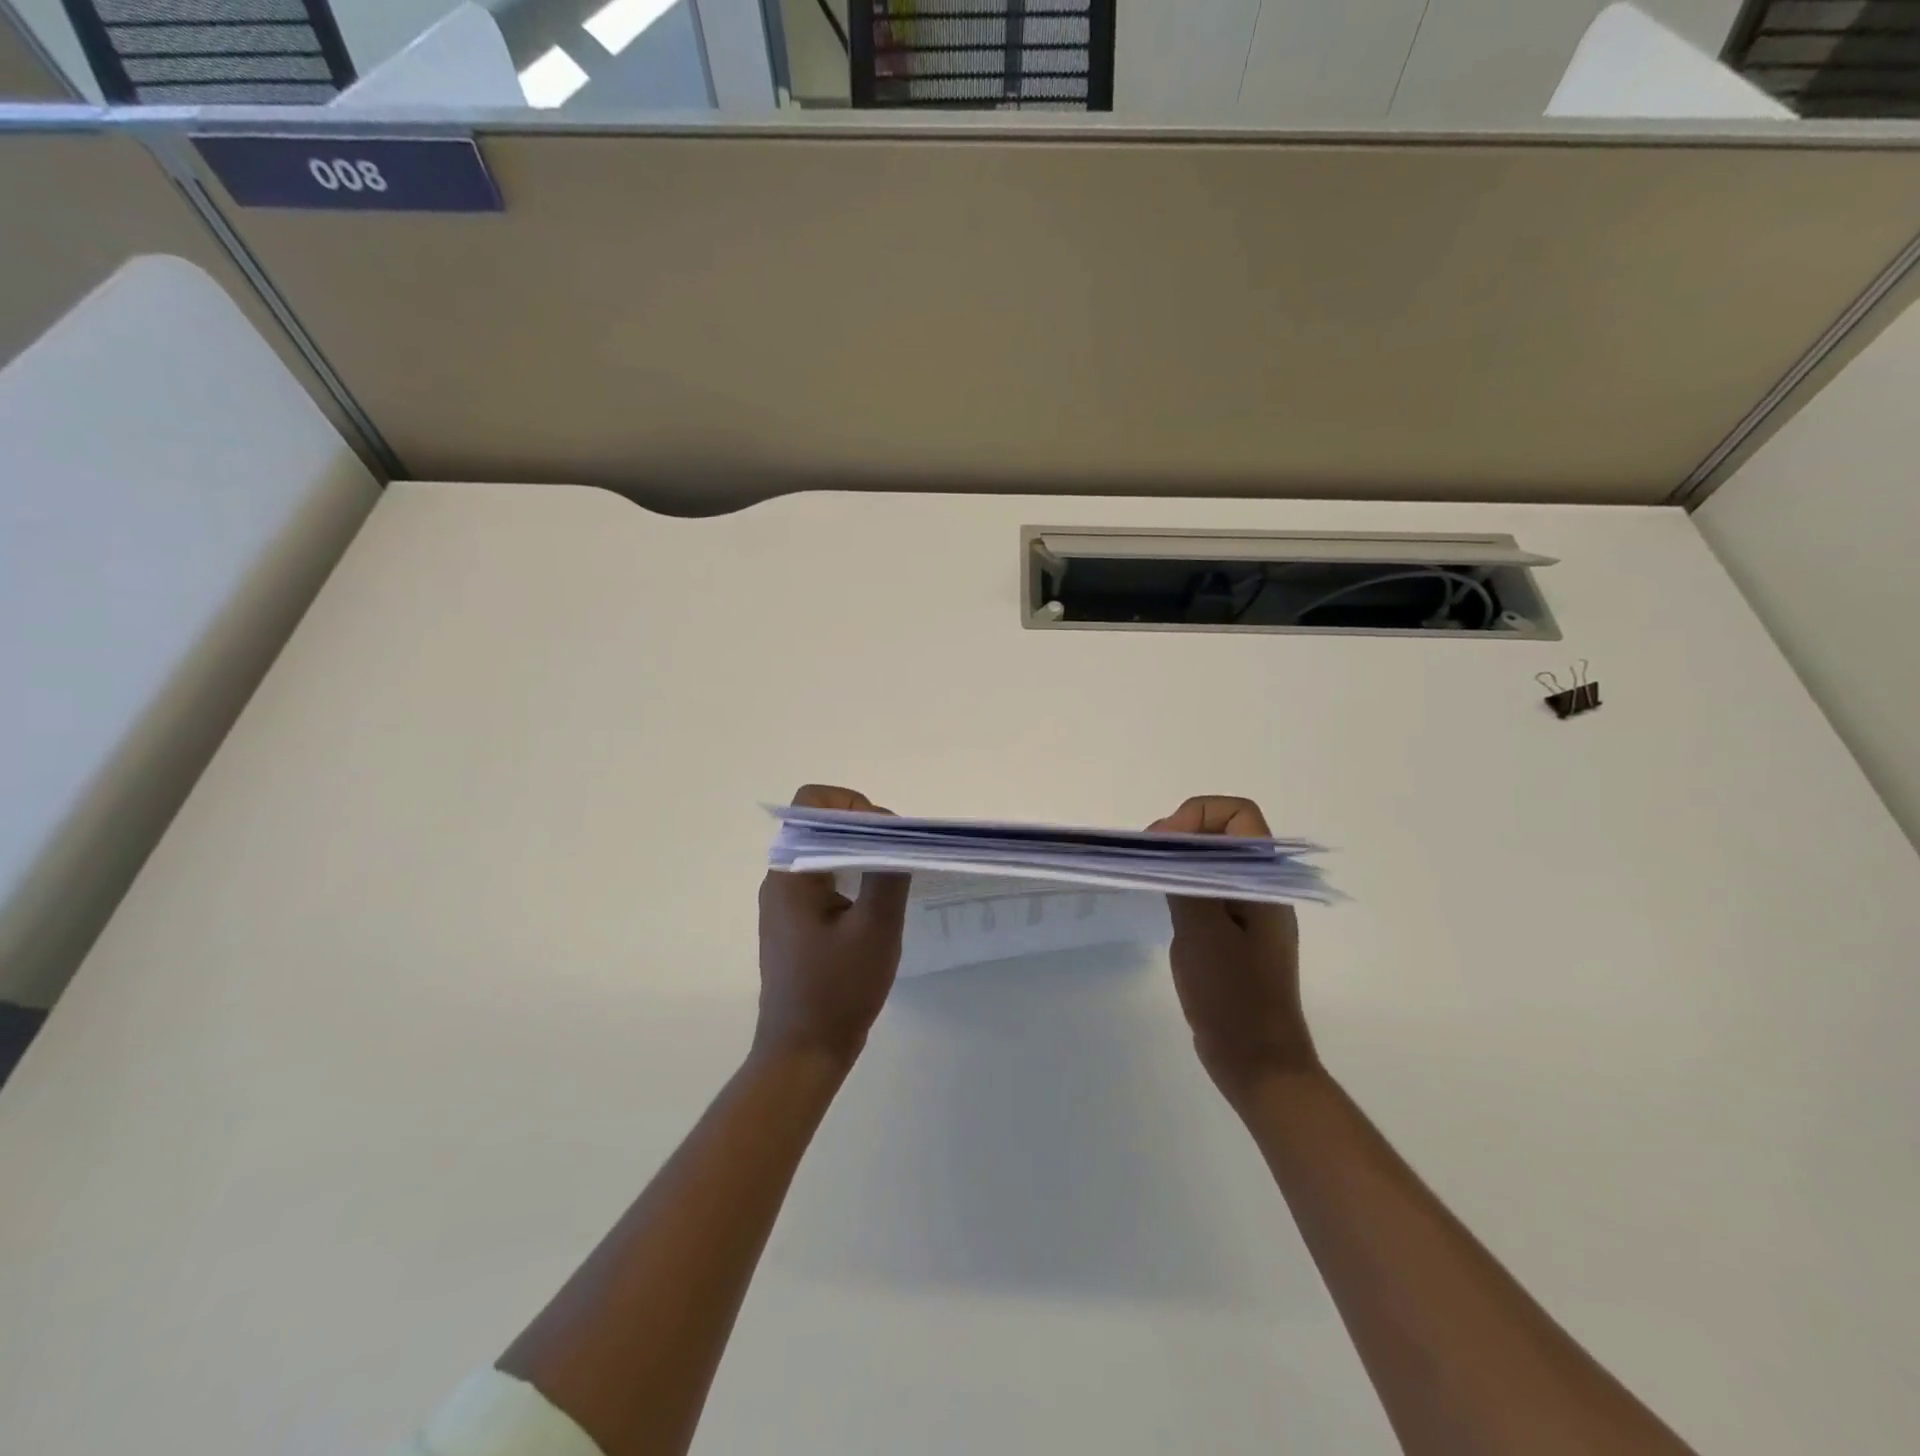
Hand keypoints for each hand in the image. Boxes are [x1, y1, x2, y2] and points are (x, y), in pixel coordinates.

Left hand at [756, 785, 910, 1067]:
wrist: (803, 1051)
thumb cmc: (838, 990)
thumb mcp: (875, 930)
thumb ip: (887, 873)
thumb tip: (895, 832)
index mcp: (791, 872)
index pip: (813, 804)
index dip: (853, 804)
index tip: (887, 835)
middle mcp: (781, 878)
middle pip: (820, 824)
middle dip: (863, 827)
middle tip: (897, 855)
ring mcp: (785, 902)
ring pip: (823, 851)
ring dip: (859, 852)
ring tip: (892, 876)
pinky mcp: (794, 922)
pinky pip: (823, 878)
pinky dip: (851, 875)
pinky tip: (876, 903)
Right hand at [1150, 796, 1317, 1101]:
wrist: (1258, 1064)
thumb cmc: (1233, 997)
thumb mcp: (1202, 933)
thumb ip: (1185, 880)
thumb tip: (1167, 841)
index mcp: (1265, 882)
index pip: (1241, 816)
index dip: (1200, 815)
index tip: (1166, 842)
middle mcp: (1261, 889)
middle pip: (1225, 833)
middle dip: (1183, 832)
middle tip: (1149, 856)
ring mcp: (1248, 912)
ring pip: (1213, 861)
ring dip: (1180, 859)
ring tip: (1149, 876)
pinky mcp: (1233, 934)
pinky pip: (1208, 890)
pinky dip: (1183, 884)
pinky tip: (1162, 903)